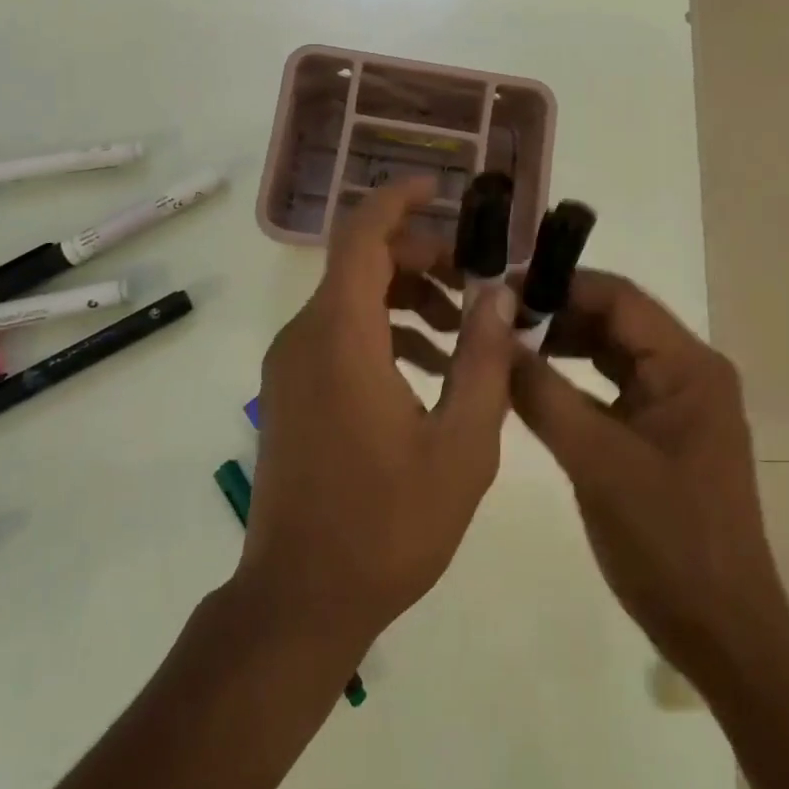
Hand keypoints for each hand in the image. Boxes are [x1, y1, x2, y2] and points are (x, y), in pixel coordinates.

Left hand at [245, 179, 518, 654]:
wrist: (299, 600)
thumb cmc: (387, 525)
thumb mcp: (461, 445)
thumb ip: (484, 360)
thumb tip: (498, 294)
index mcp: (340, 336)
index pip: (363, 235)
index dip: (399, 200)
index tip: (441, 188)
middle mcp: (305, 336)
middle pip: (362, 263)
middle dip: (422, 258)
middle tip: (475, 284)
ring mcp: (291, 364)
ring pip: (351, 298)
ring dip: (406, 297)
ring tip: (462, 331)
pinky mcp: (290, 390)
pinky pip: (339, 333)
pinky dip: (383, 330)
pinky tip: (428, 369)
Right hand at [508, 272, 788, 697]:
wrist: (721, 634)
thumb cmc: (667, 541)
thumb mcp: (596, 461)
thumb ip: (542, 394)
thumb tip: (493, 338)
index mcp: (688, 366)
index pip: (618, 298)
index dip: (559, 285)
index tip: (502, 287)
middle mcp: (686, 371)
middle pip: (614, 319)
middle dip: (555, 313)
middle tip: (492, 314)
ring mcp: (674, 401)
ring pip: (609, 351)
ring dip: (560, 343)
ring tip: (503, 340)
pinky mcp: (659, 430)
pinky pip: (610, 385)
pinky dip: (571, 378)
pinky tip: (530, 380)